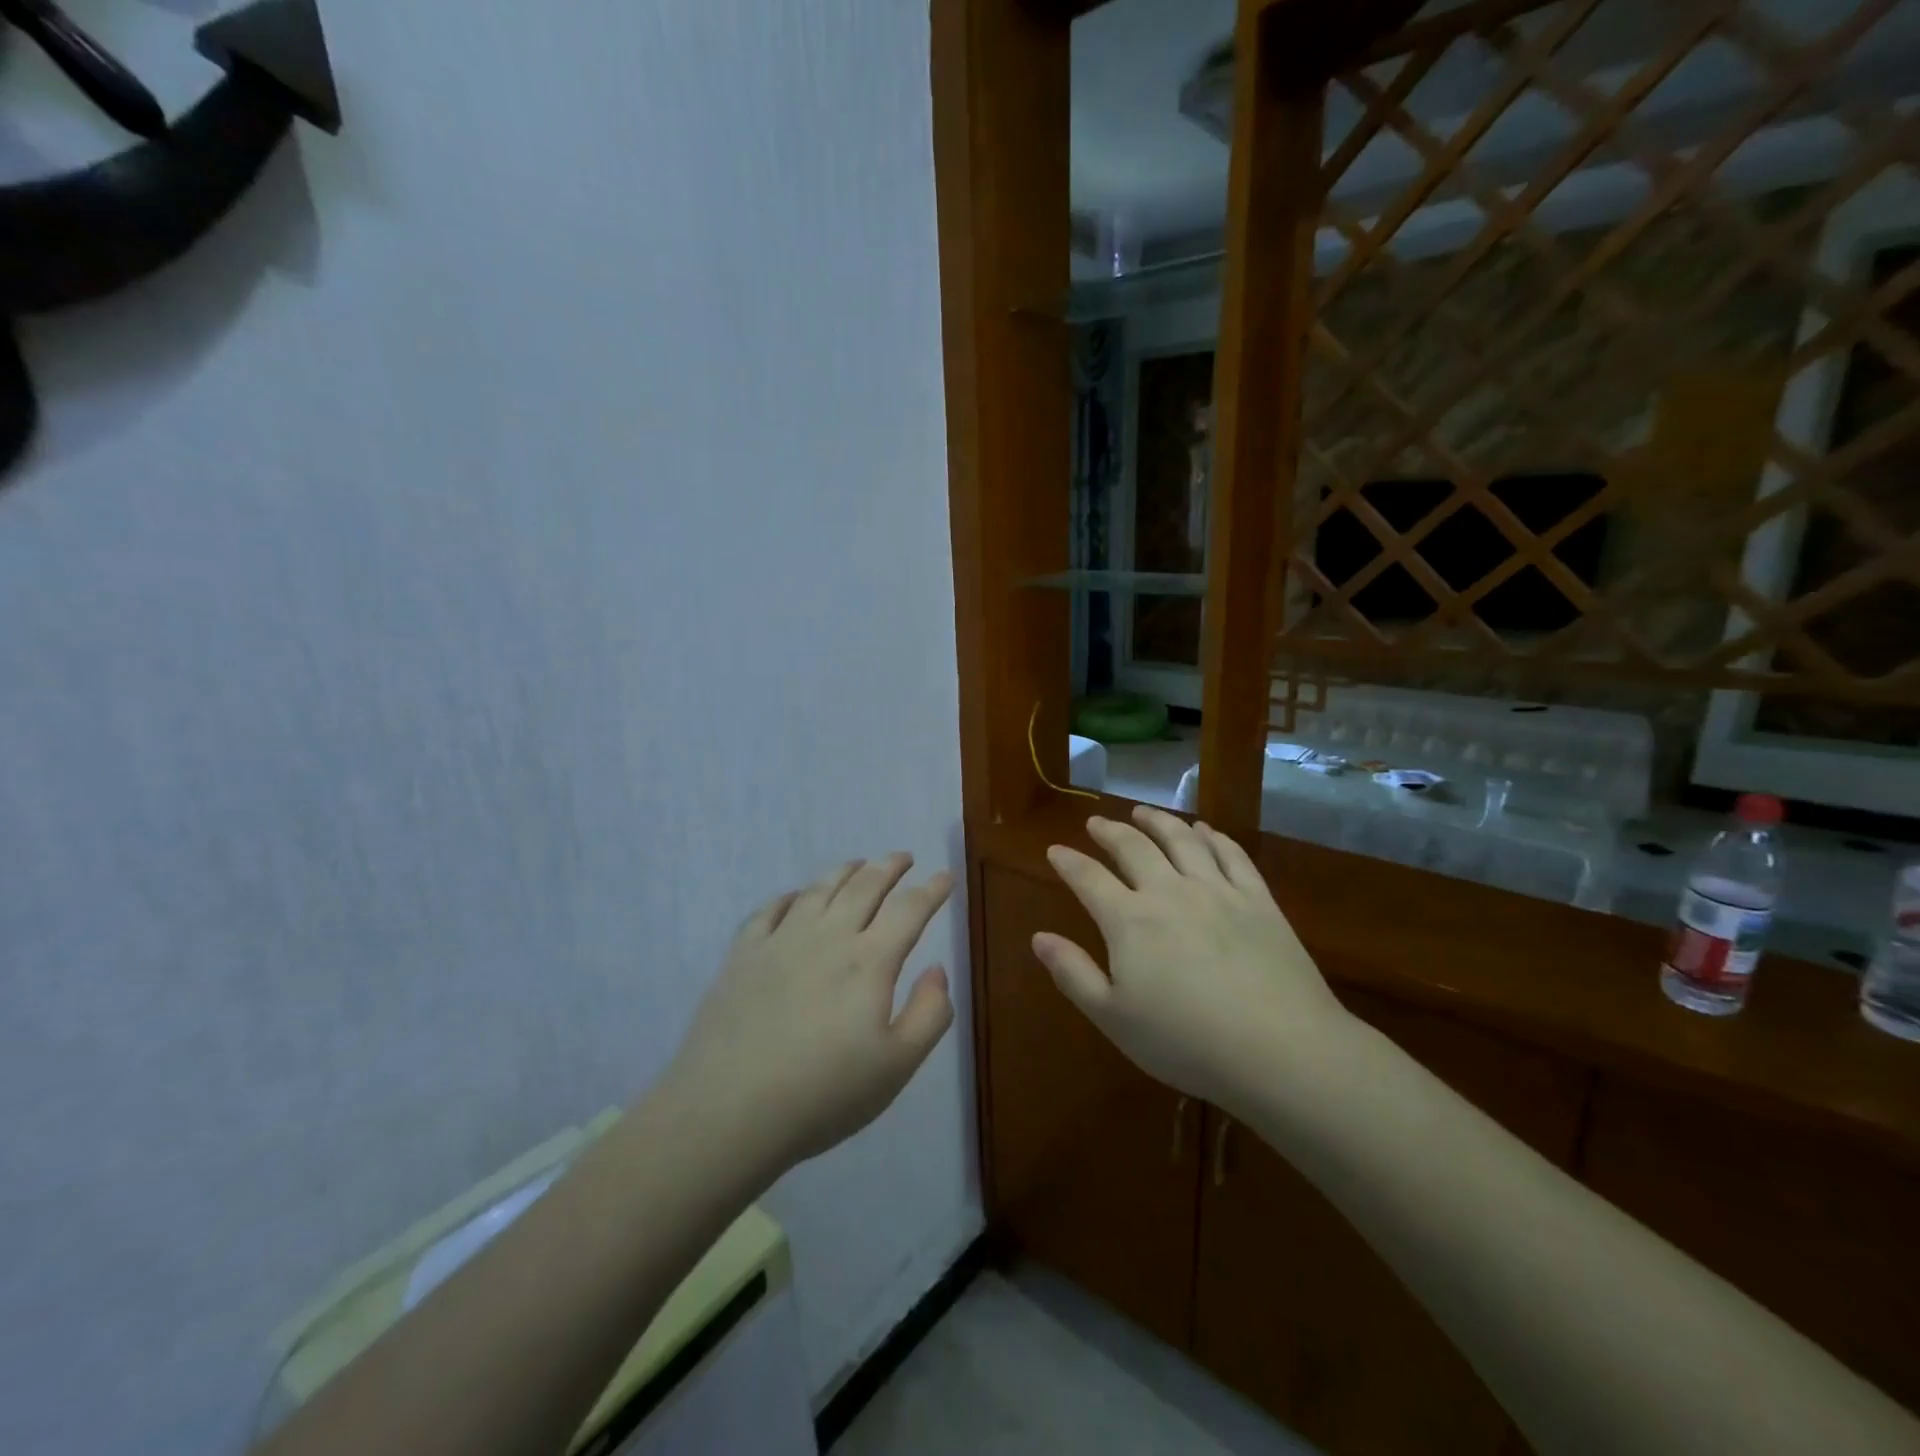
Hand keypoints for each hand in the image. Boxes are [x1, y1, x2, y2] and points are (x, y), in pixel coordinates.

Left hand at [663, 854, 955, 1182]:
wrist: (729, 1111)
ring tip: (858, 864)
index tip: (945, 876)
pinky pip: (770, 909)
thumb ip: (929, 1014)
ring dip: (845, 871)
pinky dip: (790, 895)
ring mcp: (781, 941)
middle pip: (864, 886)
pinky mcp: (743, 954)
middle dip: (889, 867)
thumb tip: (938, 968)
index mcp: (869, 961)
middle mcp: (828, 937)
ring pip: (819, 889)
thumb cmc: (823, 1094)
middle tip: (903, 858)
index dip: (931, 890)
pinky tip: (795, 897)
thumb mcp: (897, 1067)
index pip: (909, 909)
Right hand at [1035, 806, 1351, 1111]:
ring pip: (1182, 840)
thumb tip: (1039, 937)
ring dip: (1158, 821)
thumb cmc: (1186, 1042)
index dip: (1068, 862)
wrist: (1279, 1048)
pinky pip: (1232, 855)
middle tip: (1096, 823)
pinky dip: (1213, 836)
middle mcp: (1169, 891)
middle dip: (1110, 831)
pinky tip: (1205, 830)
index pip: (1088, 878)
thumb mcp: (1113, 1017)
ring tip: (1143, 812)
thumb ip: (1073, 973)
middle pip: (1133, 847)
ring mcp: (1217, 891)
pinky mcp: (1258, 900)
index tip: (1055, 850)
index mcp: (1129, 920)